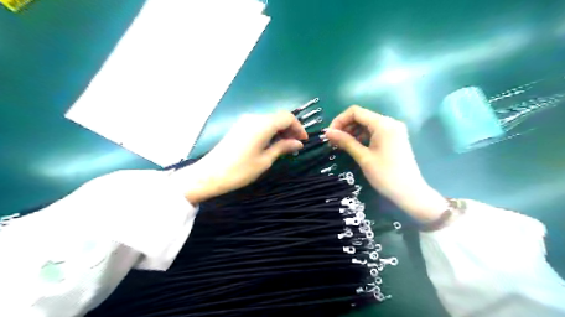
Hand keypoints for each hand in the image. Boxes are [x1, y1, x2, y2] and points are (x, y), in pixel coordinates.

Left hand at [176, 111, 307, 205]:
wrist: (210, 174)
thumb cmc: (240, 170)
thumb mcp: (265, 160)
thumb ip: (282, 148)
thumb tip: (298, 143)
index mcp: (263, 124)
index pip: (287, 117)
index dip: (298, 127)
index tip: (303, 141)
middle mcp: (254, 118)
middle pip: (278, 117)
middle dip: (290, 129)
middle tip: (295, 145)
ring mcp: (245, 122)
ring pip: (269, 120)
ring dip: (280, 131)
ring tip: (285, 147)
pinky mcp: (239, 127)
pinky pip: (260, 125)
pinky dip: (269, 132)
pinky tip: (271, 144)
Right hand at [324, 105, 447, 221]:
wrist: (410, 192)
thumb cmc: (385, 175)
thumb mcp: (363, 157)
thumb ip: (345, 141)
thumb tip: (327, 132)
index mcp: (383, 124)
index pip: (355, 112)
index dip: (339, 120)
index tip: (329, 135)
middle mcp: (390, 122)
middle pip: (361, 116)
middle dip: (345, 126)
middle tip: (333, 142)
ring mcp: (394, 130)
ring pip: (367, 124)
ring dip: (352, 132)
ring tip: (341, 145)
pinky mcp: (394, 138)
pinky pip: (374, 131)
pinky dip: (362, 136)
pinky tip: (355, 146)